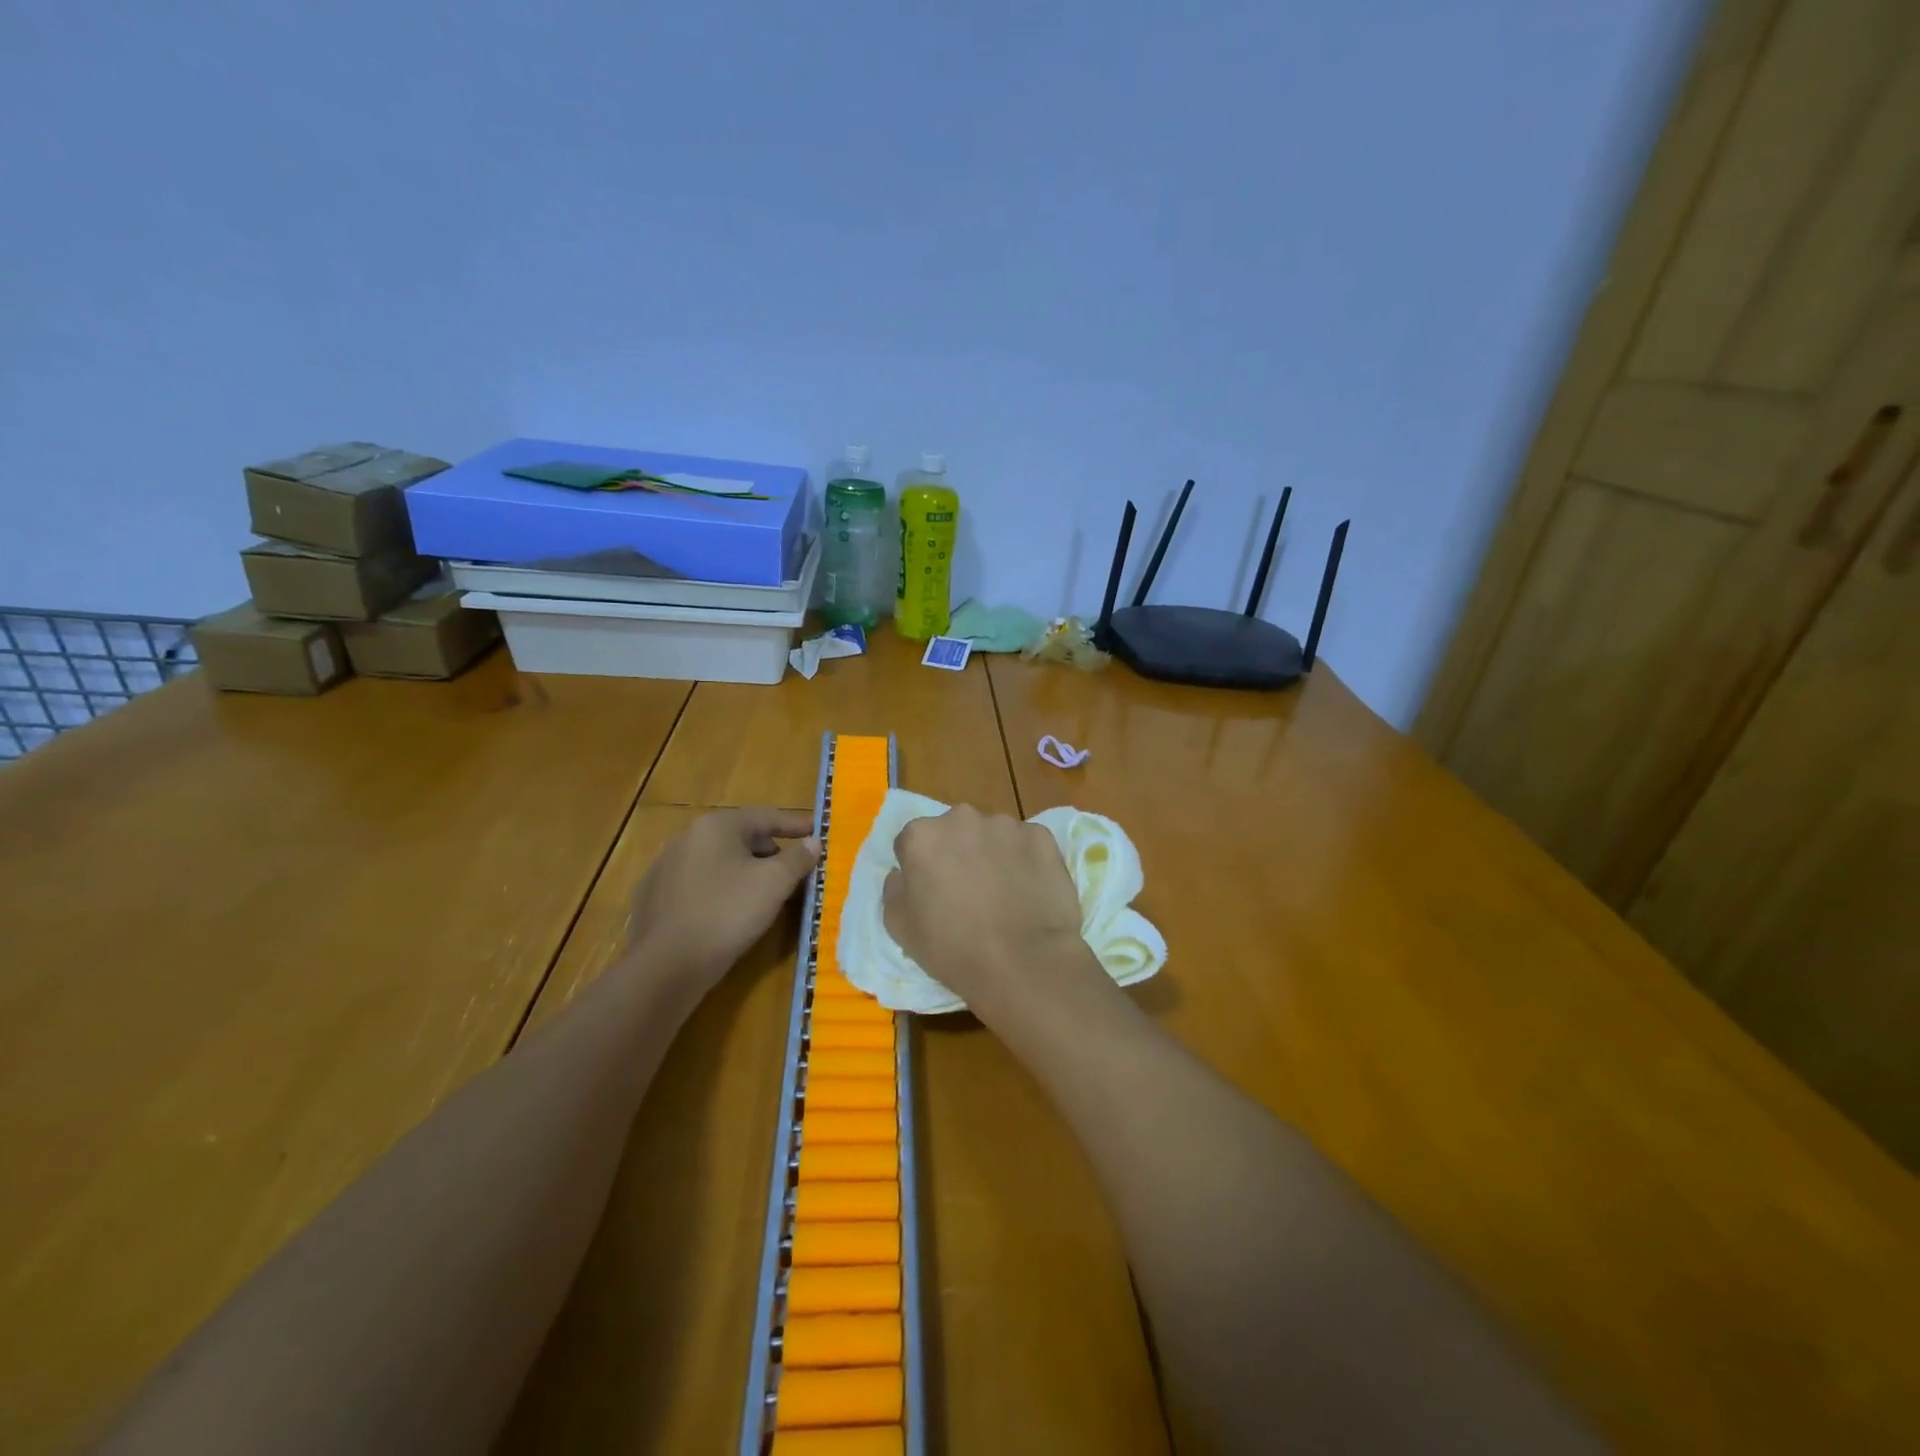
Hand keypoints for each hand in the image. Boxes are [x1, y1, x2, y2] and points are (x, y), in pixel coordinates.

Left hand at [625, 808, 819, 991]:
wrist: (665, 966)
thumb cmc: (727, 914)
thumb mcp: (774, 884)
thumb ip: (798, 858)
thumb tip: (813, 842)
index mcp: (716, 826)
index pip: (765, 817)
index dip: (795, 824)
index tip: (818, 831)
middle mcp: (687, 838)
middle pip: (740, 837)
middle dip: (771, 851)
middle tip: (794, 870)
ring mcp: (666, 867)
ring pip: (719, 861)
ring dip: (745, 871)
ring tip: (766, 894)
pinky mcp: (655, 897)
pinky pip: (699, 884)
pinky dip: (721, 890)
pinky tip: (729, 912)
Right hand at [882, 804, 1104, 1022]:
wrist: (1023, 962)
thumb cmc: (952, 948)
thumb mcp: (899, 928)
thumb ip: (894, 889)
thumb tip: (903, 872)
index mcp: (922, 836)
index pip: (913, 842)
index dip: (921, 868)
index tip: (932, 893)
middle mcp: (962, 818)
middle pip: (954, 832)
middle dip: (957, 853)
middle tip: (968, 892)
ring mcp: (1005, 824)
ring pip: (992, 835)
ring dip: (993, 855)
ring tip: (1004, 895)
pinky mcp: (1041, 836)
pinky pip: (1026, 844)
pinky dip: (1026, 861)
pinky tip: (1030, 892)